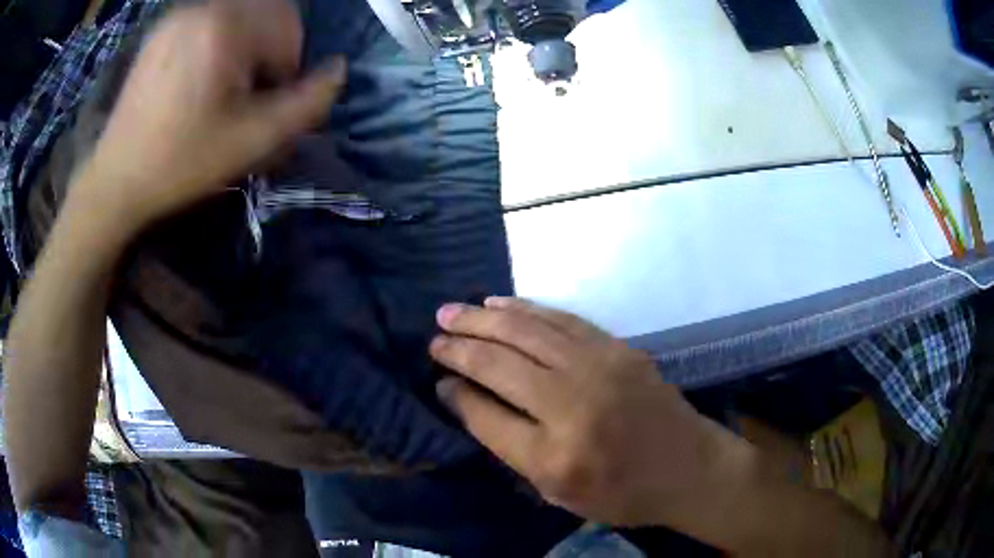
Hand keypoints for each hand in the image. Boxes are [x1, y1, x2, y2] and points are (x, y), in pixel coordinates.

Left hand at [72, 0, 344, 236]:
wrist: (116, 181)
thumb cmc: (182, 162)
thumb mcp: (253, 141)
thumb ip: (307, 104)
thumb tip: (338, 70)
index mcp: (226, 26)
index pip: (289, 26)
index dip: (287, 66)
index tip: (264, 103)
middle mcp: (203, 7)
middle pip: (266, 13)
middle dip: (268, 50)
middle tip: (246, 93)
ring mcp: (178, 16)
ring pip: (238, 14)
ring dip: (245, 45)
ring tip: (222, 86)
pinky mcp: (162, 29)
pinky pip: (209, 20)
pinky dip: (219, 41)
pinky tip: (200, 77)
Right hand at [430, 297, 755, 526]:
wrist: (688, 468)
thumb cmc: (621, 493)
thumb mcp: (557, 491)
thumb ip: (508, 443)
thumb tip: (462, 397)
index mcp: (554, 455)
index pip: (486, 414)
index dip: (456, 391)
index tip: (438, 377)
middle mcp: (573, 405)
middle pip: (501, 363)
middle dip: (460, 344)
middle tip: (434, 333)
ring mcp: (600, 368)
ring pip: (527, 332)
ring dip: (484, 318)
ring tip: (453, 311)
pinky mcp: (618, 349)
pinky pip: (561, 320)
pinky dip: (526, 310)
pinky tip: (501, 305)